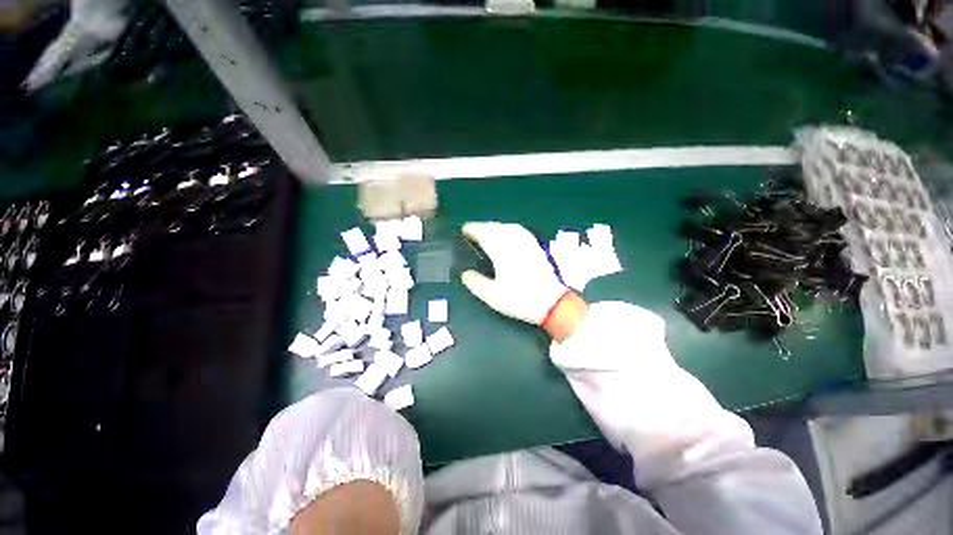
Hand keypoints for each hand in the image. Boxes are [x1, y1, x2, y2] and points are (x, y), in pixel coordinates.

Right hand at [461, 222, 572, 327]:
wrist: (552, 303)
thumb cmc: (520, 299)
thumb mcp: (493, 296)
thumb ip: (477, 283)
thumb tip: (465, 274)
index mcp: (502, 252)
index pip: (485, 234)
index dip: (474, 230)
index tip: (465, 229)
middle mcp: (514, 243)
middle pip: (497, 228)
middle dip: (483, 226)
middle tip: (473, 230)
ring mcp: (527, 244)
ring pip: (509, 227)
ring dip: (496, 226)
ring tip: (488, 230)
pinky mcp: (536, 248)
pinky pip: (521, 231)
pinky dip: (510, 229)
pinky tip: (510, 233)